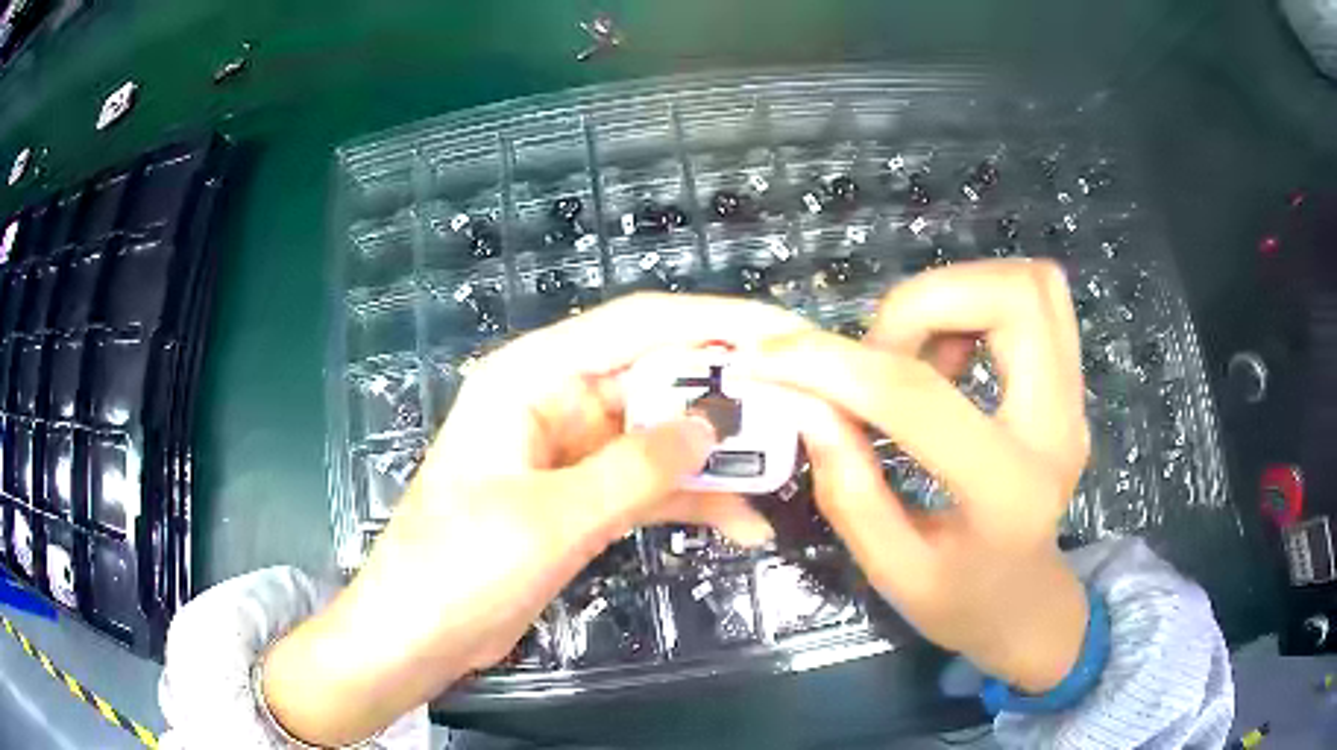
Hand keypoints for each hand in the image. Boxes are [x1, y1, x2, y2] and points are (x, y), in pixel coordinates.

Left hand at [261, 294, 810, 746]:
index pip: (636, 324)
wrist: (418, 633)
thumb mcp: (551, 517)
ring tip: (786, 468)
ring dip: (719, 454)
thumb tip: (713, 424)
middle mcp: (557, 400)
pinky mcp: (586, 498)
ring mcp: (575, 452)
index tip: (783, 332)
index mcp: (533, 377)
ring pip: (663, 435)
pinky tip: (745, 524)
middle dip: (728, 392)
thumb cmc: (458, 566)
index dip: (714, 320)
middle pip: (658, 377)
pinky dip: (696, 500)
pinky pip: (652, 484)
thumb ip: (636, 469)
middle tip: (802, 407)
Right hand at [746, 260, 1090, 692]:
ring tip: (912, 355)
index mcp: (1007, 494)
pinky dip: (979, 302)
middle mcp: (1058, 429)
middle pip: (1011, 297)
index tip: (771, 356)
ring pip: (1030, 283)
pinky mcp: (1071, 383)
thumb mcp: (891, 571)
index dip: (834, 365)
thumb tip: (805, 401)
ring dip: (954, 295)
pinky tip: (947, 355)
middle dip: (922, 303)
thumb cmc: (961, 601)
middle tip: (876, 356)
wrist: (1027, 604)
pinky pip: (1037, 298)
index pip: (919, 398)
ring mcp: (1074, 399)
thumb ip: (848, 487)